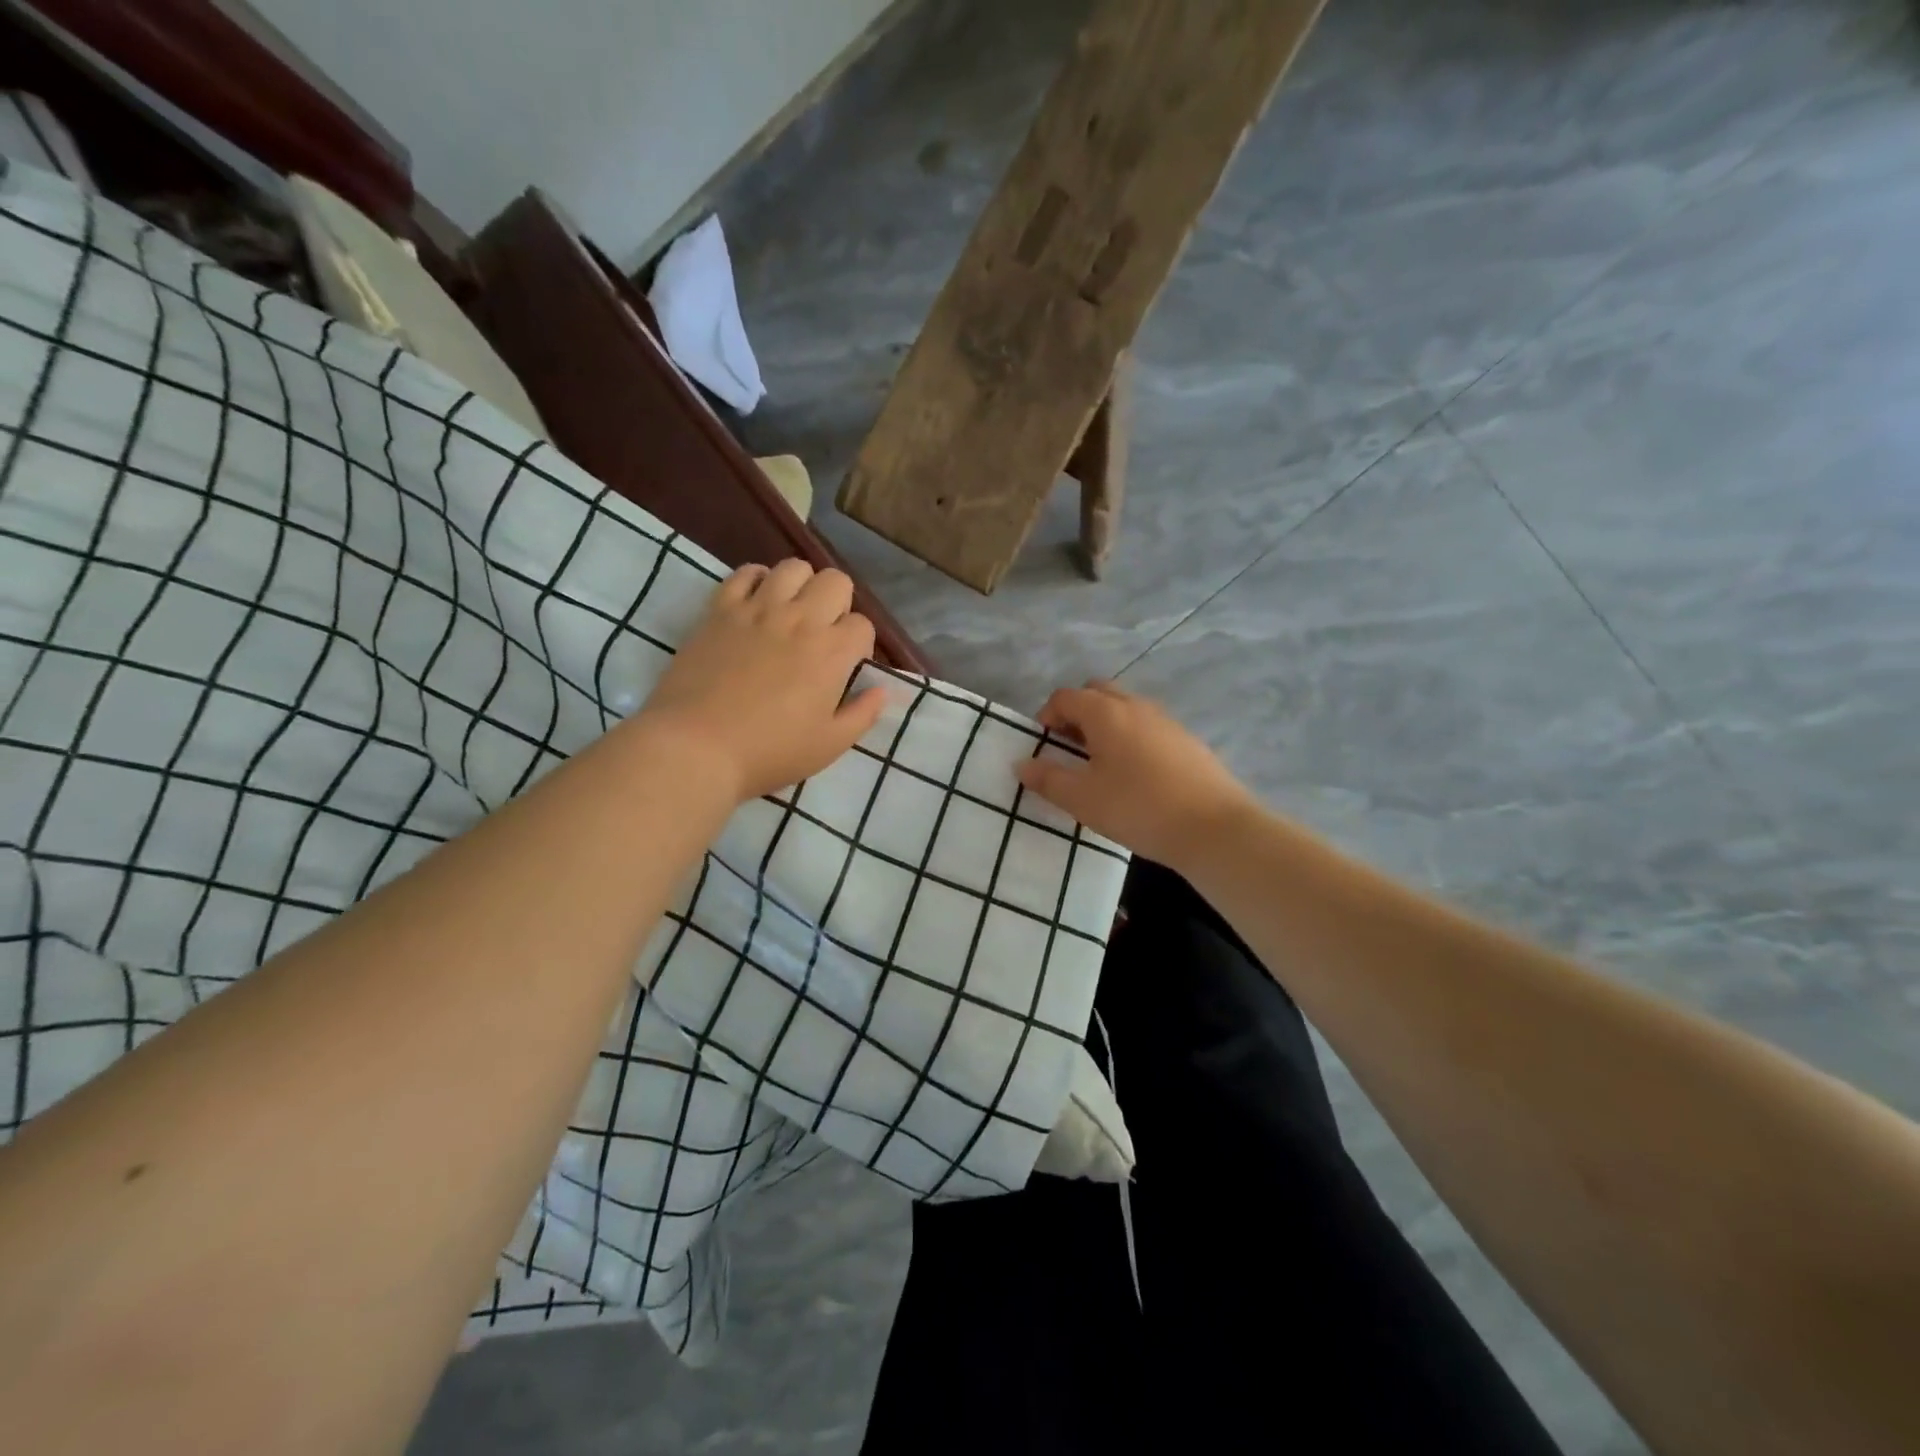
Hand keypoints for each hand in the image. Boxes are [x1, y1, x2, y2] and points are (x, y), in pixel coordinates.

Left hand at [638, 560, 885, 802]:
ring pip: (793, 567)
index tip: (846, 667)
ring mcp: (757, 608)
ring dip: (801, 586)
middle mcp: (801, 619)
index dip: (860, 644)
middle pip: (836, 581)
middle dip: (838, 603)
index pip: (863, 625)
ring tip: (791, 613)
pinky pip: (745, 572)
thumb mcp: (829, 745)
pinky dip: (757, 580)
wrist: (696, 747)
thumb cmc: (769, 752)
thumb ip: (862, 714)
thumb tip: (882, 690)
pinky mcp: (720, 609)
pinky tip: (756, 604)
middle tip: (822, 634)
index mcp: (832, 652)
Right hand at [1018, 681, 1253, 868]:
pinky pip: (1147, 726)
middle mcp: (1135, 705)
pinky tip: (1134, 775)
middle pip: (1097, 692)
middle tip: (1069, 747)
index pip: (1065, 697)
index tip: (1043, 746)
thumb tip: (1022, 764)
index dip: (1047, 716)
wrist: (1214, 828)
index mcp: (1105, 712)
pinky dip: (1131, 737)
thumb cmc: (1137, 808)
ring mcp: (1166, 720)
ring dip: (1105, 724)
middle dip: (1077, 712)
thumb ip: (1048, 779)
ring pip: (1125, 707)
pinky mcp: (1187, 740)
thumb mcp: (1082, 799)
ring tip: (1099, 763)